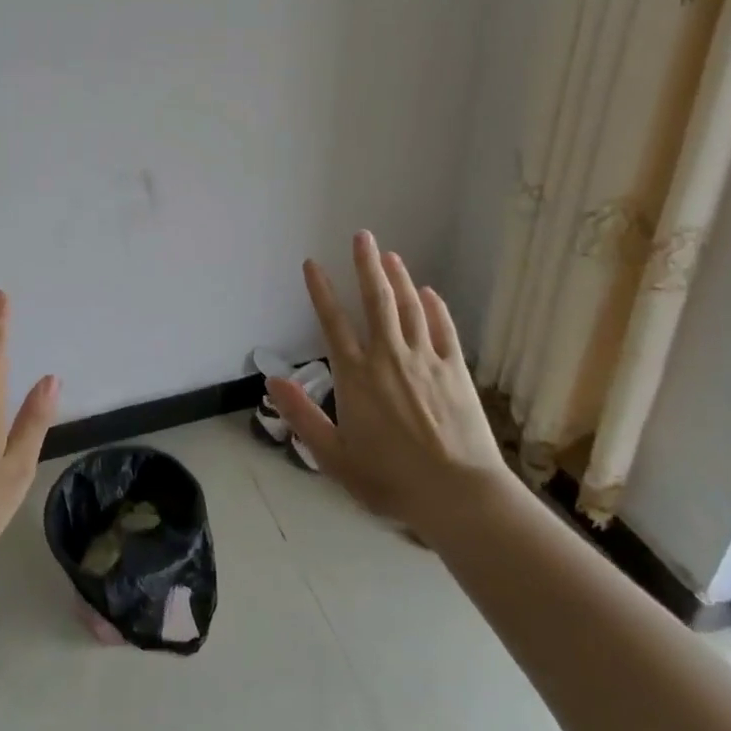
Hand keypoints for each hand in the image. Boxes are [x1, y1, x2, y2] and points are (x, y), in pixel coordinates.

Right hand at [267, 231, 509, 529]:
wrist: (459, 495)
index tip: (312, 263)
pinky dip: (434, 307)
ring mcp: (426, 360)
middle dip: (366, 265)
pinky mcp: (456, 370)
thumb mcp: (334, 457)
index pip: (332, 322)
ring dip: (399, 278)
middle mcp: (389, 357)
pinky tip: (429, 292)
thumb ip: (302, 416)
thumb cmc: (390, 480)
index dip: (320, 290)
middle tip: (362, 235)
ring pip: (409, 307)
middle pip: (376, 300)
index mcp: (356, 376)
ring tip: (390, 254)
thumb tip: (271, 381)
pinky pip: (443, 328)